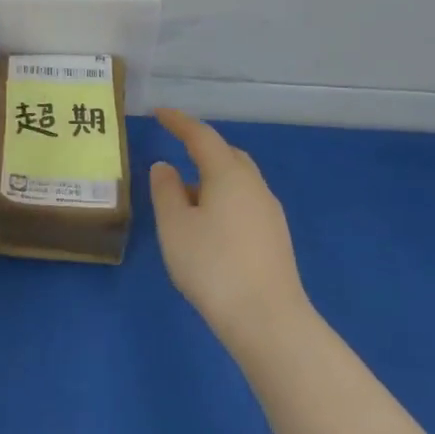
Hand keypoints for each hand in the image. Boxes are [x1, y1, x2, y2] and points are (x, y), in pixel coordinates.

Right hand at [149, 108, 312, 357]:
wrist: (268, 320)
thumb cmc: (212, 265)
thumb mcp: (174, 226)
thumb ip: (165, 190)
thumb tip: (165, 167)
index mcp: (228, 174)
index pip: (201, 136)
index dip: (179, 122)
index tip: (159, 113)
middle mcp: (254, 186)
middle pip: (227, 155)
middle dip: (201, 148)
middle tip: (176, 149)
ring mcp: (269, 213)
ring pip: (237, 180)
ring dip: (211, 177)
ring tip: (184, 195)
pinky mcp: (275, 238)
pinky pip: (244, 202)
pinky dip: (222, 199)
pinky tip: (207, 224)